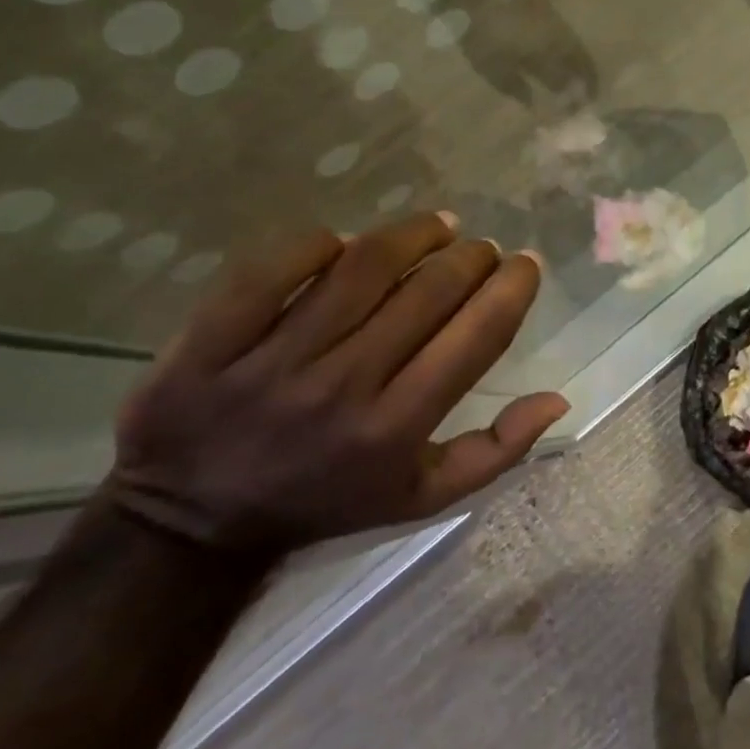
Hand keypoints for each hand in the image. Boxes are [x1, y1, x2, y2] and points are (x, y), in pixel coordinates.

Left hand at [110, 216, 567, 553]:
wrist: (191, 522)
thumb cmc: (326, 502)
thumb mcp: (420, 499)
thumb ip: (495, 453)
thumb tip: (558, 399)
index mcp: (396, 429)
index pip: (476, 337)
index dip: (512, 288)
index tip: (525, 263)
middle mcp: (343, 388)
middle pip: (426, 293)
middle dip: (470, 257)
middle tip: (481, 247)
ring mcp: (273, 362)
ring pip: (361, 268)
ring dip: (413, 234)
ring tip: (438, 226)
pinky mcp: (212, 342)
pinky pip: (273, 269)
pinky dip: (317, 243)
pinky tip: (345, 242)